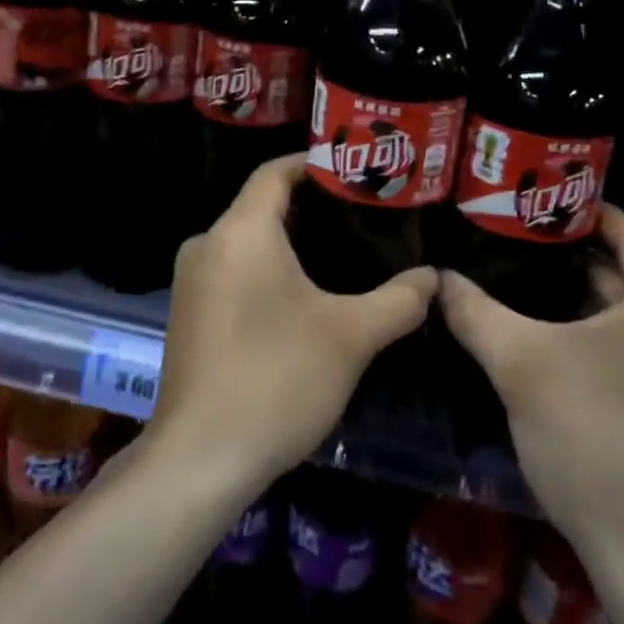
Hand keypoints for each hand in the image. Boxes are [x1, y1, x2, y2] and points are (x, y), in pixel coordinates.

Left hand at [150, 153, 435, 491]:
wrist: (200, 458)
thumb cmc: (276, 379)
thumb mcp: (350, 337)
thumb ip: (398, 300)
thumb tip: (434, 278)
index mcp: (240, 231)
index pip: (275, 172)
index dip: (314, 165)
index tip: (355, 172)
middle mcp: (207, 244)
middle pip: (261, 206)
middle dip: (310, 208)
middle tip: (362, 217)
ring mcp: (191, 281)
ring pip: (246, 242)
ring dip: (289, 244)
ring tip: (342, 255)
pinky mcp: (188, 314)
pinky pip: (232, 271)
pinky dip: (266, 271)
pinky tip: (301, 298)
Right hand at [440, 206, 623, 580]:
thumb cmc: (593, 440)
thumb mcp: (520, 363)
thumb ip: (473, 309)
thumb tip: (435, 277)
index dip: (581, 212)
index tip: (533, 202)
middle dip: (576, 257)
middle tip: (517, 242)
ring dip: (590, 299)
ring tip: (527, 281)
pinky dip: (609, 335)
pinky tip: (559, 337)